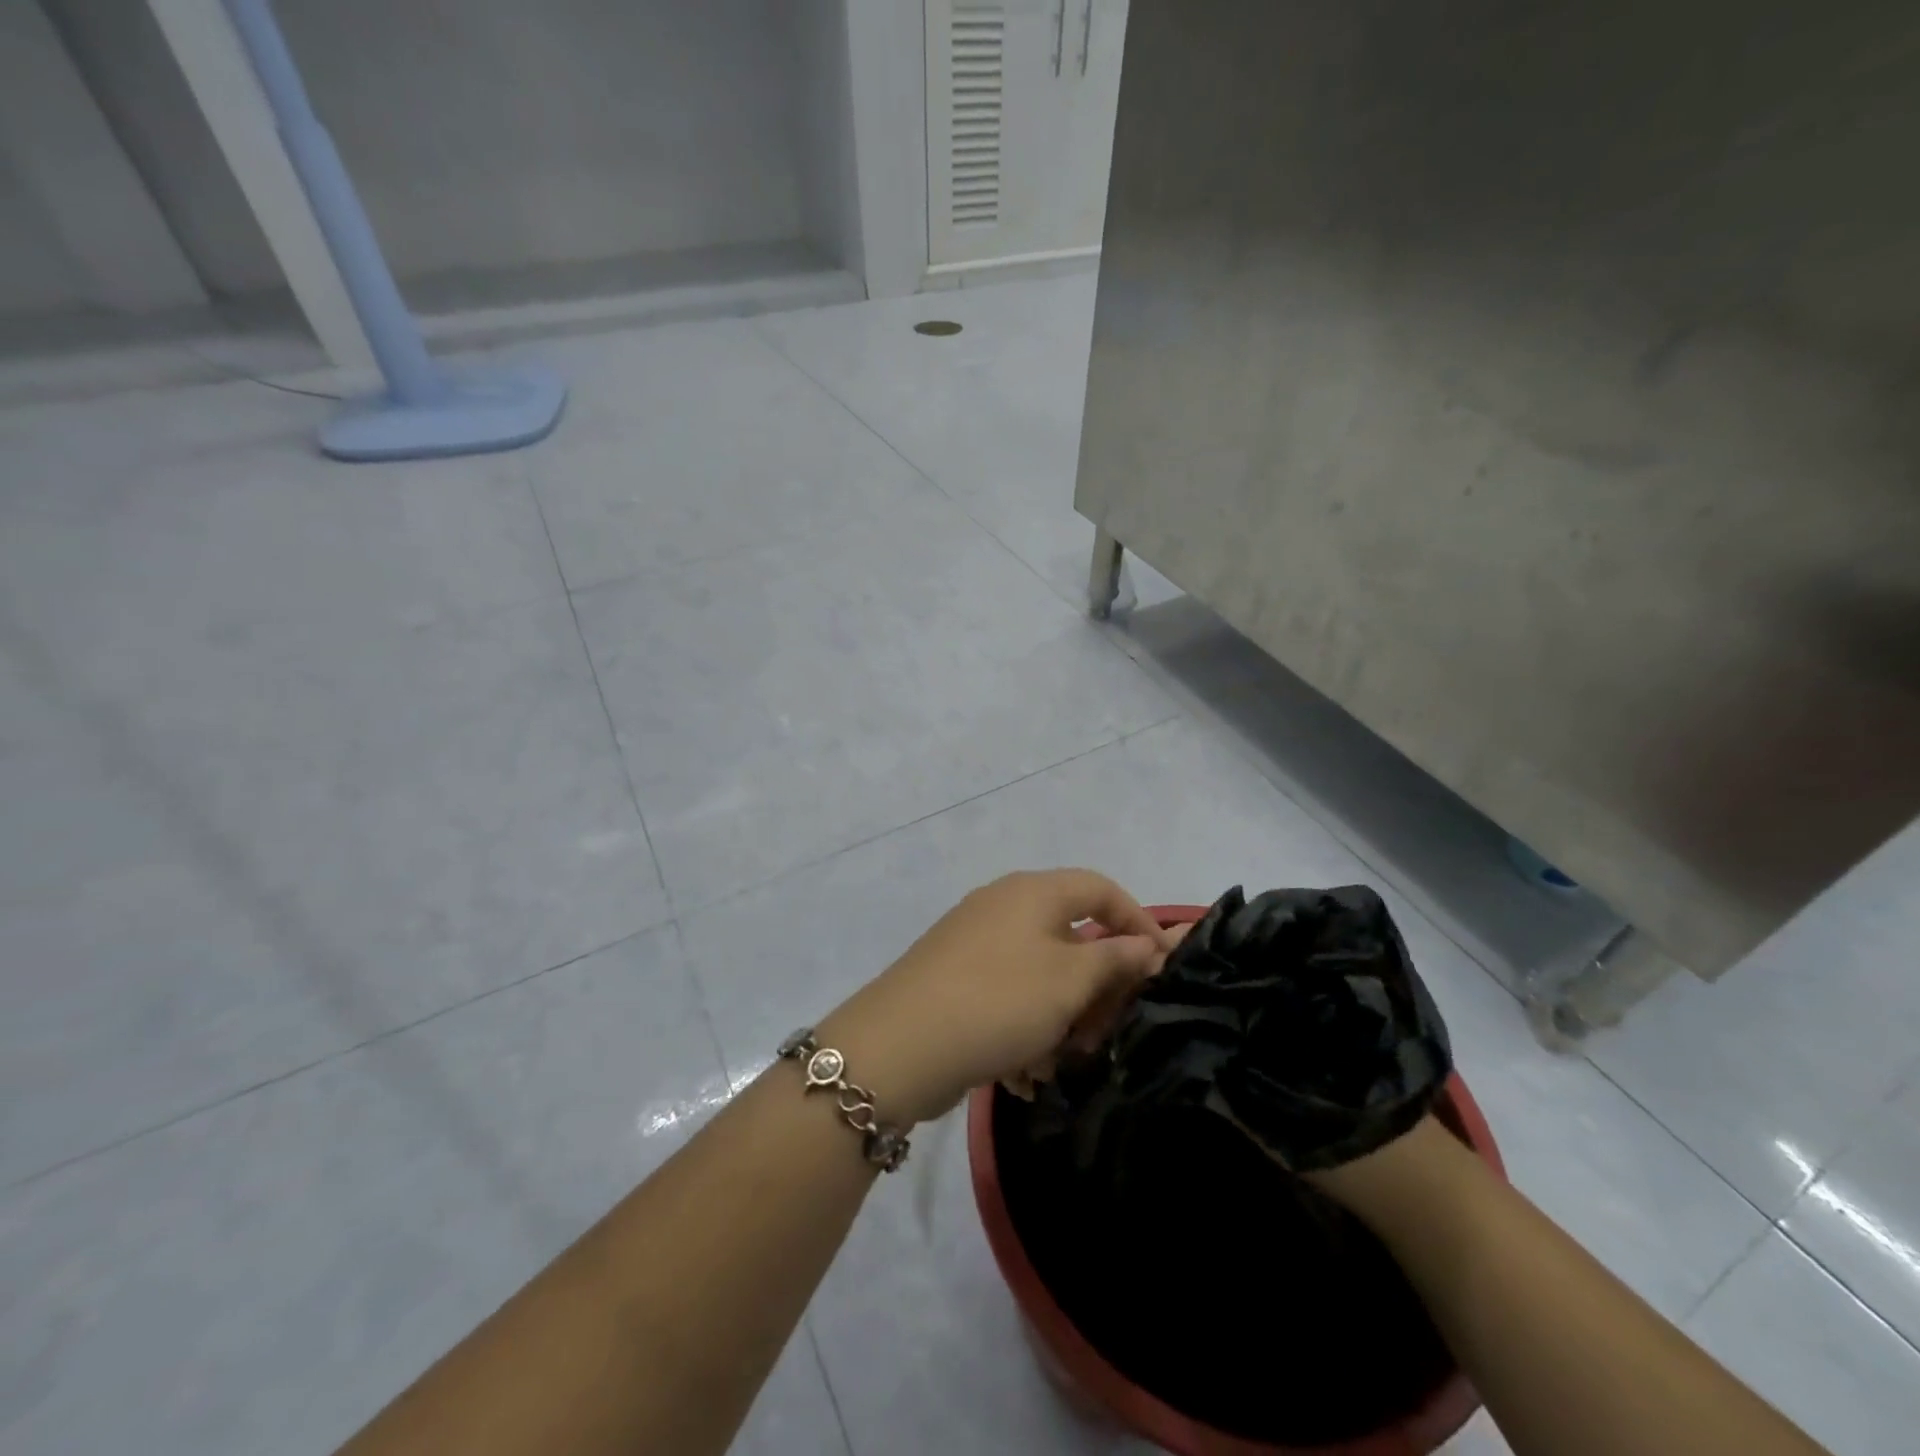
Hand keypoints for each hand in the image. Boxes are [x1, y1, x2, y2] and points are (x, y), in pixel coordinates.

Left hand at [816, 870, 1175, 1125]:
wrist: (899, 1045)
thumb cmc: (999, 1001)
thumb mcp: (1069, 981)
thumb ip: (1115, 959)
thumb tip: (1148, 945)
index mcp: (1033, 892)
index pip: (1101, 889)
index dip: (1138, 923)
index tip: (1161, 969)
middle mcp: (1003, 906)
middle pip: (1072, 937)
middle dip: (1096, 989)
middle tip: (1102, 1035)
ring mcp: (975, 942)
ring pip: (1042, 975)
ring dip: (1061, 1020)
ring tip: (1056, 1064)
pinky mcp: (956, 978)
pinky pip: (1009, 997)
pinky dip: (1025, 1030)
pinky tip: (1023, 1075)